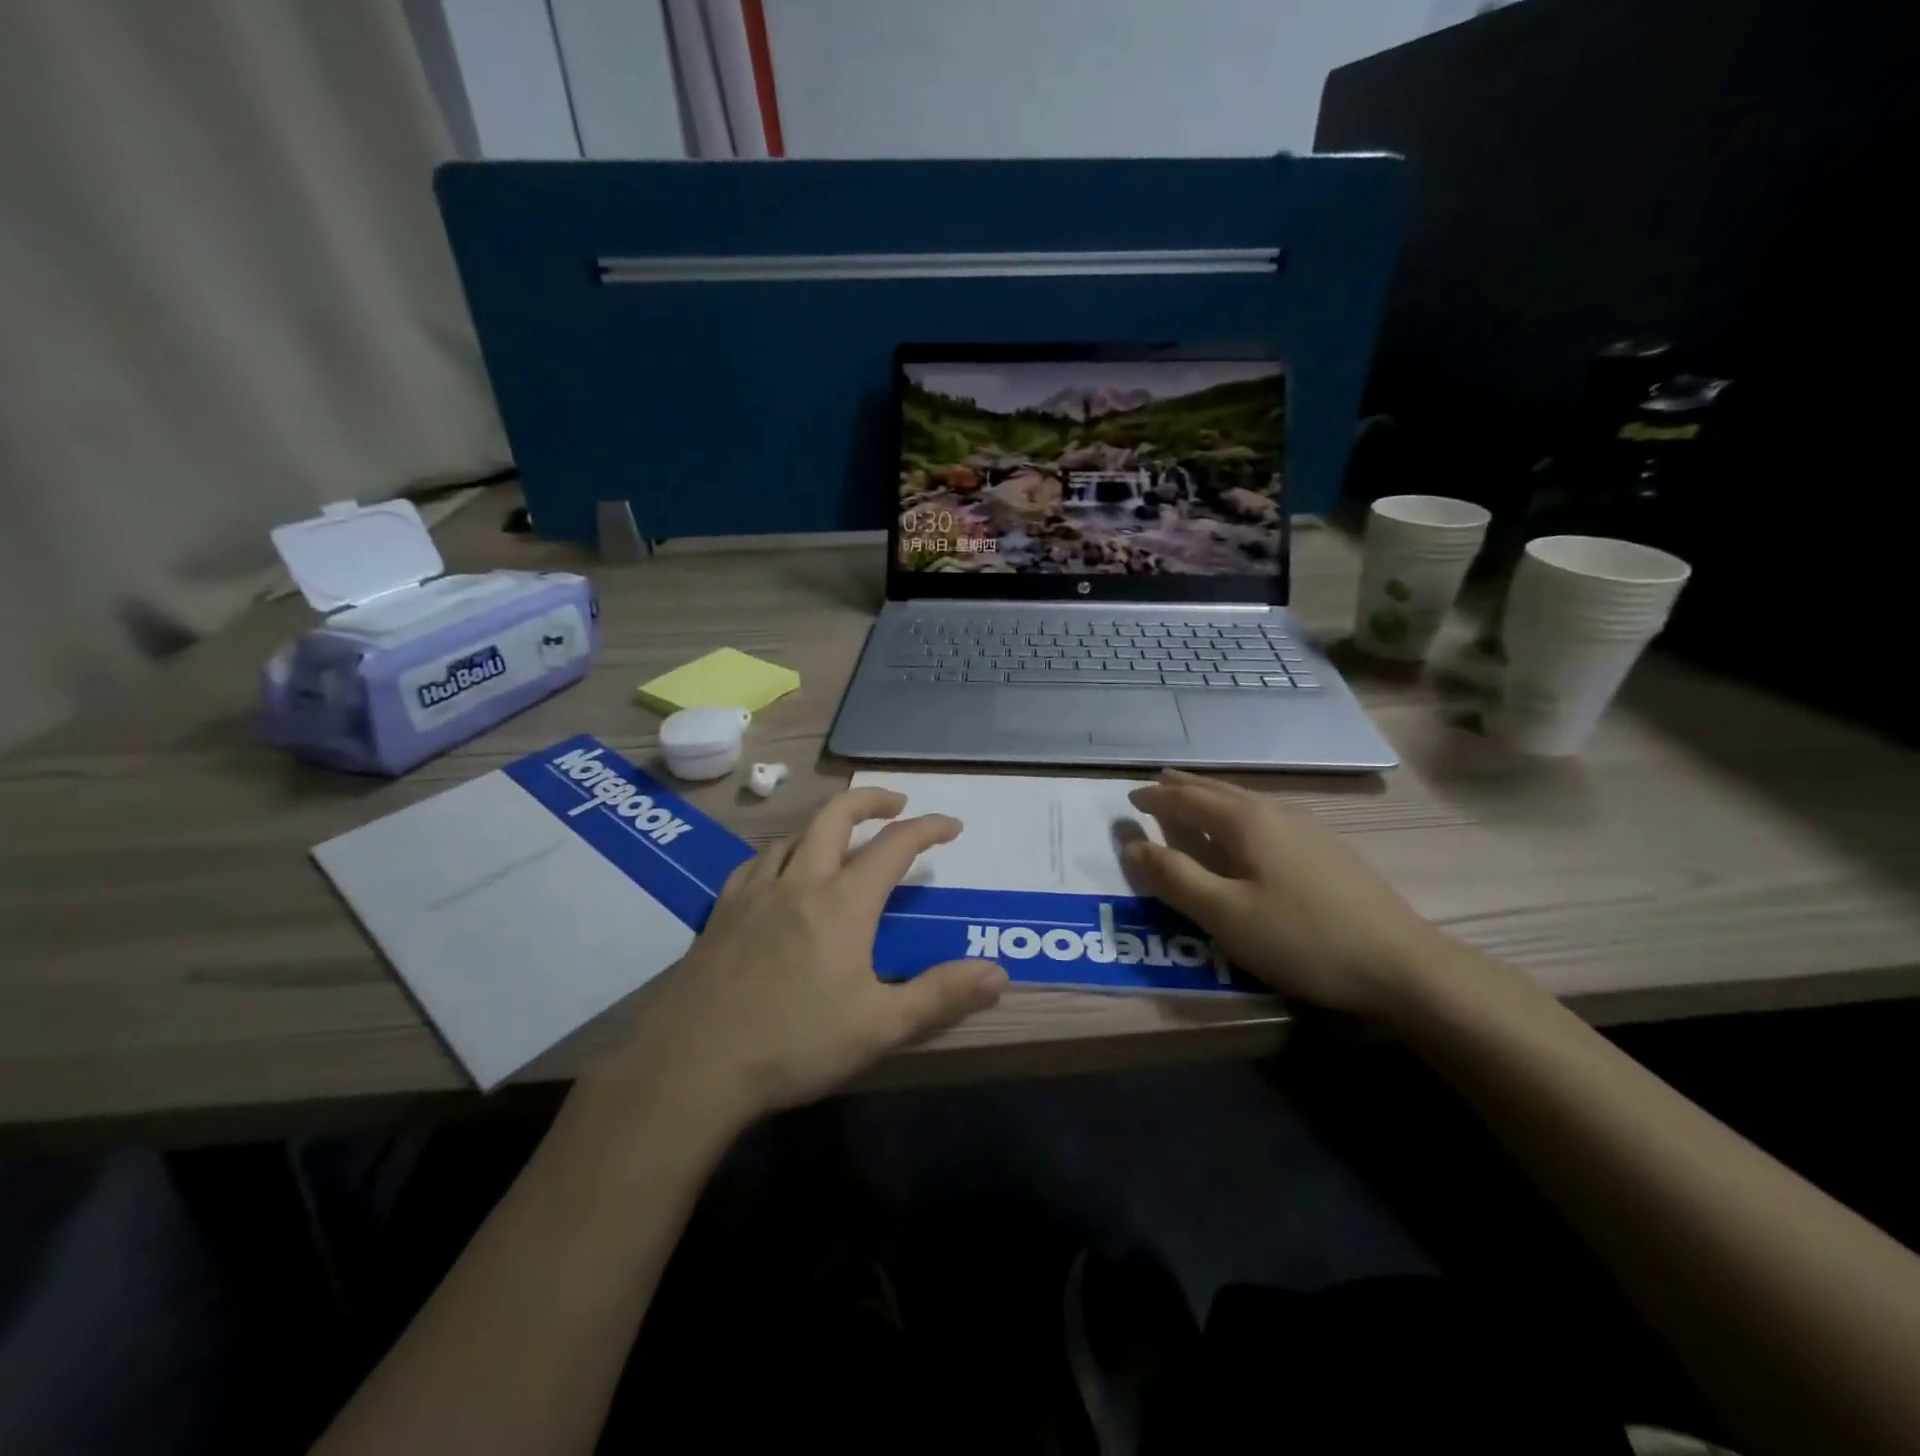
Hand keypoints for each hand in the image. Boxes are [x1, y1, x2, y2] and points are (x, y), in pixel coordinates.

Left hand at [592, 788, 1007, 1125]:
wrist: (694, 1065)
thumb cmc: (796, 1042)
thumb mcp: (881, 1026)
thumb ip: (941, 994)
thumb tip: (998, 972)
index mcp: (844, 902)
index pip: (895, 845)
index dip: (928, 828)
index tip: (951, 826)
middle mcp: (801, 881)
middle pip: (836, 815)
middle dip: (871, 799)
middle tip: (895, 805)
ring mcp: (755, 891)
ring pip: (794, 835)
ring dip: (825, 826)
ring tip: (841, 842)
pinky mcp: (723, 910)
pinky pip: (756, 862)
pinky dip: (782, 853)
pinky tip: (780, 874)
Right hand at [1122, 770, 1447, 1018]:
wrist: (1402, 964)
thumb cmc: (1302, 939)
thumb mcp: (1225, 915)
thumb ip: (1175, 878)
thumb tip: (1131, 845)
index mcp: (1247, 822)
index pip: (1188, 800)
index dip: (1156, 799)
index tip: (1129, 799)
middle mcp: (1276, 813)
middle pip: (1219, 791)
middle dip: (1184, 786)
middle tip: (1158, 781)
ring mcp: (1308, 829)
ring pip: (1246, 801)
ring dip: (1212, 796)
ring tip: (1194, 796)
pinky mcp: (1327, 850)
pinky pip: (1266, 816)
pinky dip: (1237, 812)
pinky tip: (1248, 829)